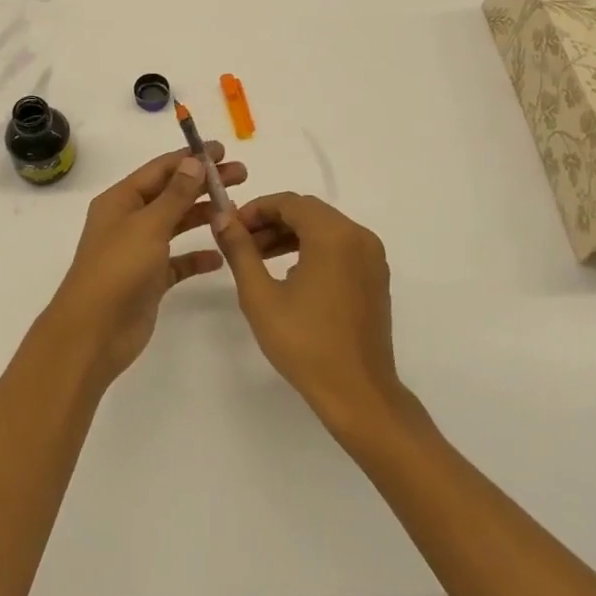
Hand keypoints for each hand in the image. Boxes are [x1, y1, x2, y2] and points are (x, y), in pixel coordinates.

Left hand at [45, 145, 247, 383]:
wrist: (93, 333)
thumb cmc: (117, 269)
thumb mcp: (148, 225)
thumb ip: (175, 194)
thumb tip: (194, 161)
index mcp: (121, 200)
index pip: (160, 169)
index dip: (190, 157)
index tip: (222, 150)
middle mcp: (129, 220)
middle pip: (172, 193)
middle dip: (204, 183)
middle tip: (241, 175)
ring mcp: (139, 250)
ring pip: (176, 224)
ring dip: (203, 214)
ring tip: (237, 209)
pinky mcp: (150, 280)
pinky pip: (178, 261)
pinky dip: (197, 256)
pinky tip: (220, 256)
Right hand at [214, 193, 406, 434]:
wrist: (358, 393)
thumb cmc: (305, 344)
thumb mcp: (260, 296)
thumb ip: (240, 250)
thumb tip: (221, 217)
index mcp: (333, 235)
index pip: (289, 202)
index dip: (256, 209)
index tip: (230, 227)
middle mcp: (358, 236)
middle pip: (308, 212)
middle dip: (271, 221)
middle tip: (240, 242)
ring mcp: (372, 256)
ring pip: (324, 228)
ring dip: (290, 235)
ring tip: (258, 258)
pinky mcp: (375, 276)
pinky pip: (340, 247)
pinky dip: (313, 249)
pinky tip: (289, 273)